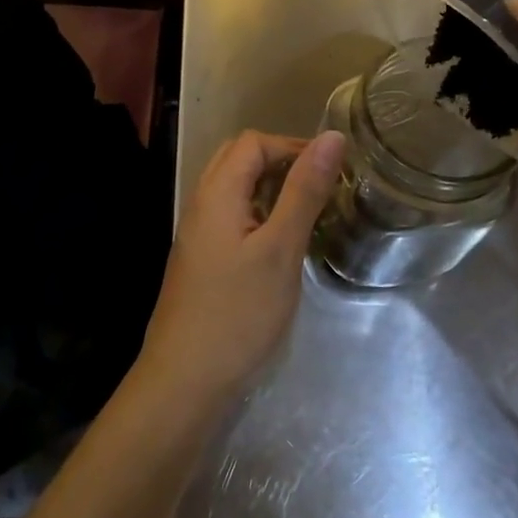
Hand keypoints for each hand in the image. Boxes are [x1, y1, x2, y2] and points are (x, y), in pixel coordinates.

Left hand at [137, 130, 345, 404]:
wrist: (185, 380)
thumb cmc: (238, 312)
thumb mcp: (281, 248)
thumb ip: (305, 190)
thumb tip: (332, 137)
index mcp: (216, 191)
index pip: (253, 142)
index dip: (293, 146)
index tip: (332, 171)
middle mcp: (201, 202)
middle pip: (239, 159)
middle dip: (281, 162)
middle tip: (321, 188)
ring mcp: (197, 232)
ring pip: (234, 188)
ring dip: (270, 188)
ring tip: (307, 212)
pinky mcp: (200, 258)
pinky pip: (230, 215)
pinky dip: (258, 213)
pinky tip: (280, 243)